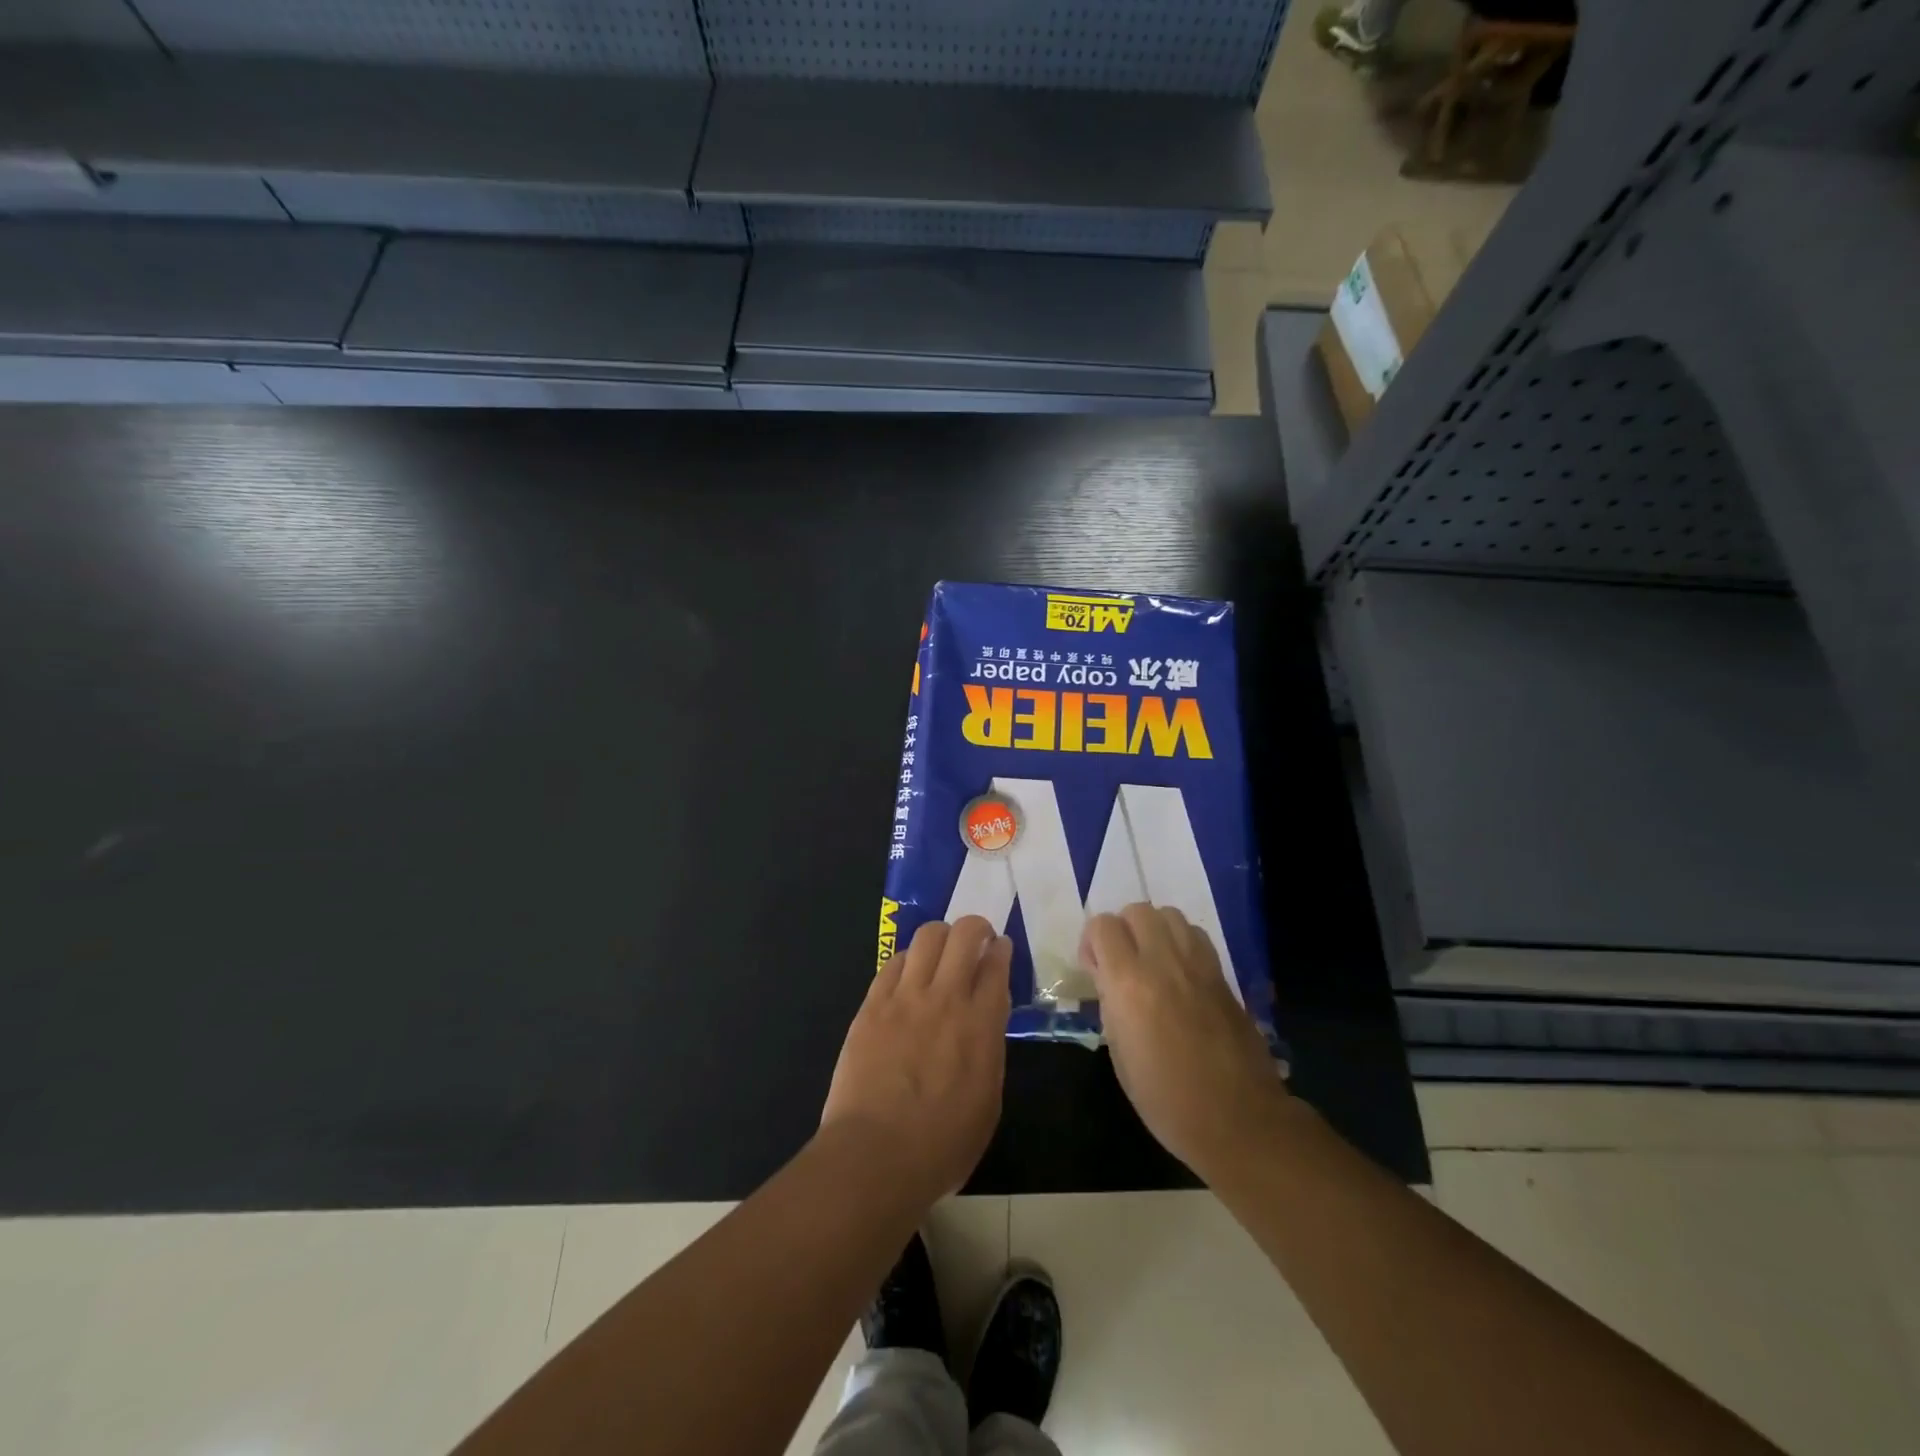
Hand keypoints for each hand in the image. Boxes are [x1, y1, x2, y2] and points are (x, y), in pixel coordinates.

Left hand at [820, 916, 1012, 1209]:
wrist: (874, 1156)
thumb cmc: (942, 1145)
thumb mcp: (988, 1101)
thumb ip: (990, 1049)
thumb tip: (987, 1018)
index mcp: (982, 1024)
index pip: (997, 965)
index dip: (1001, 950)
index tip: (1000, 948)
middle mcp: (946, 998)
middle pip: (964, 934)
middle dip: (975, 928)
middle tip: (976, 940)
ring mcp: (905, 998)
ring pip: (927, 937)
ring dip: (940, 936)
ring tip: (941, 951)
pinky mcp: (872, 1005)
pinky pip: (892, 963)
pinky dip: (907, 960)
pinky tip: (908, 974)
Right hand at [1081, 904, 1288, 1180]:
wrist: (1238, 1120)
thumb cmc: (1166, 1099)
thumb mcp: (1119, 1054)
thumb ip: (1110, 1004)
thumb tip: (1108, 979)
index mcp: (1129, 983)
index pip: (1103, 926)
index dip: (1092, 942)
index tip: (1094, 969)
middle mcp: (1163, 962)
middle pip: (1137, 910)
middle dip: (1122, 929)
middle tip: (1121, 962)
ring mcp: (1198, 965)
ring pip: (1169, 915)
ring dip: (1154, 930)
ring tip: (1151, 961)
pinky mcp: (1223, 975)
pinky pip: (1196, 936)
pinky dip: (1181, 942)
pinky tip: (1179, 973)